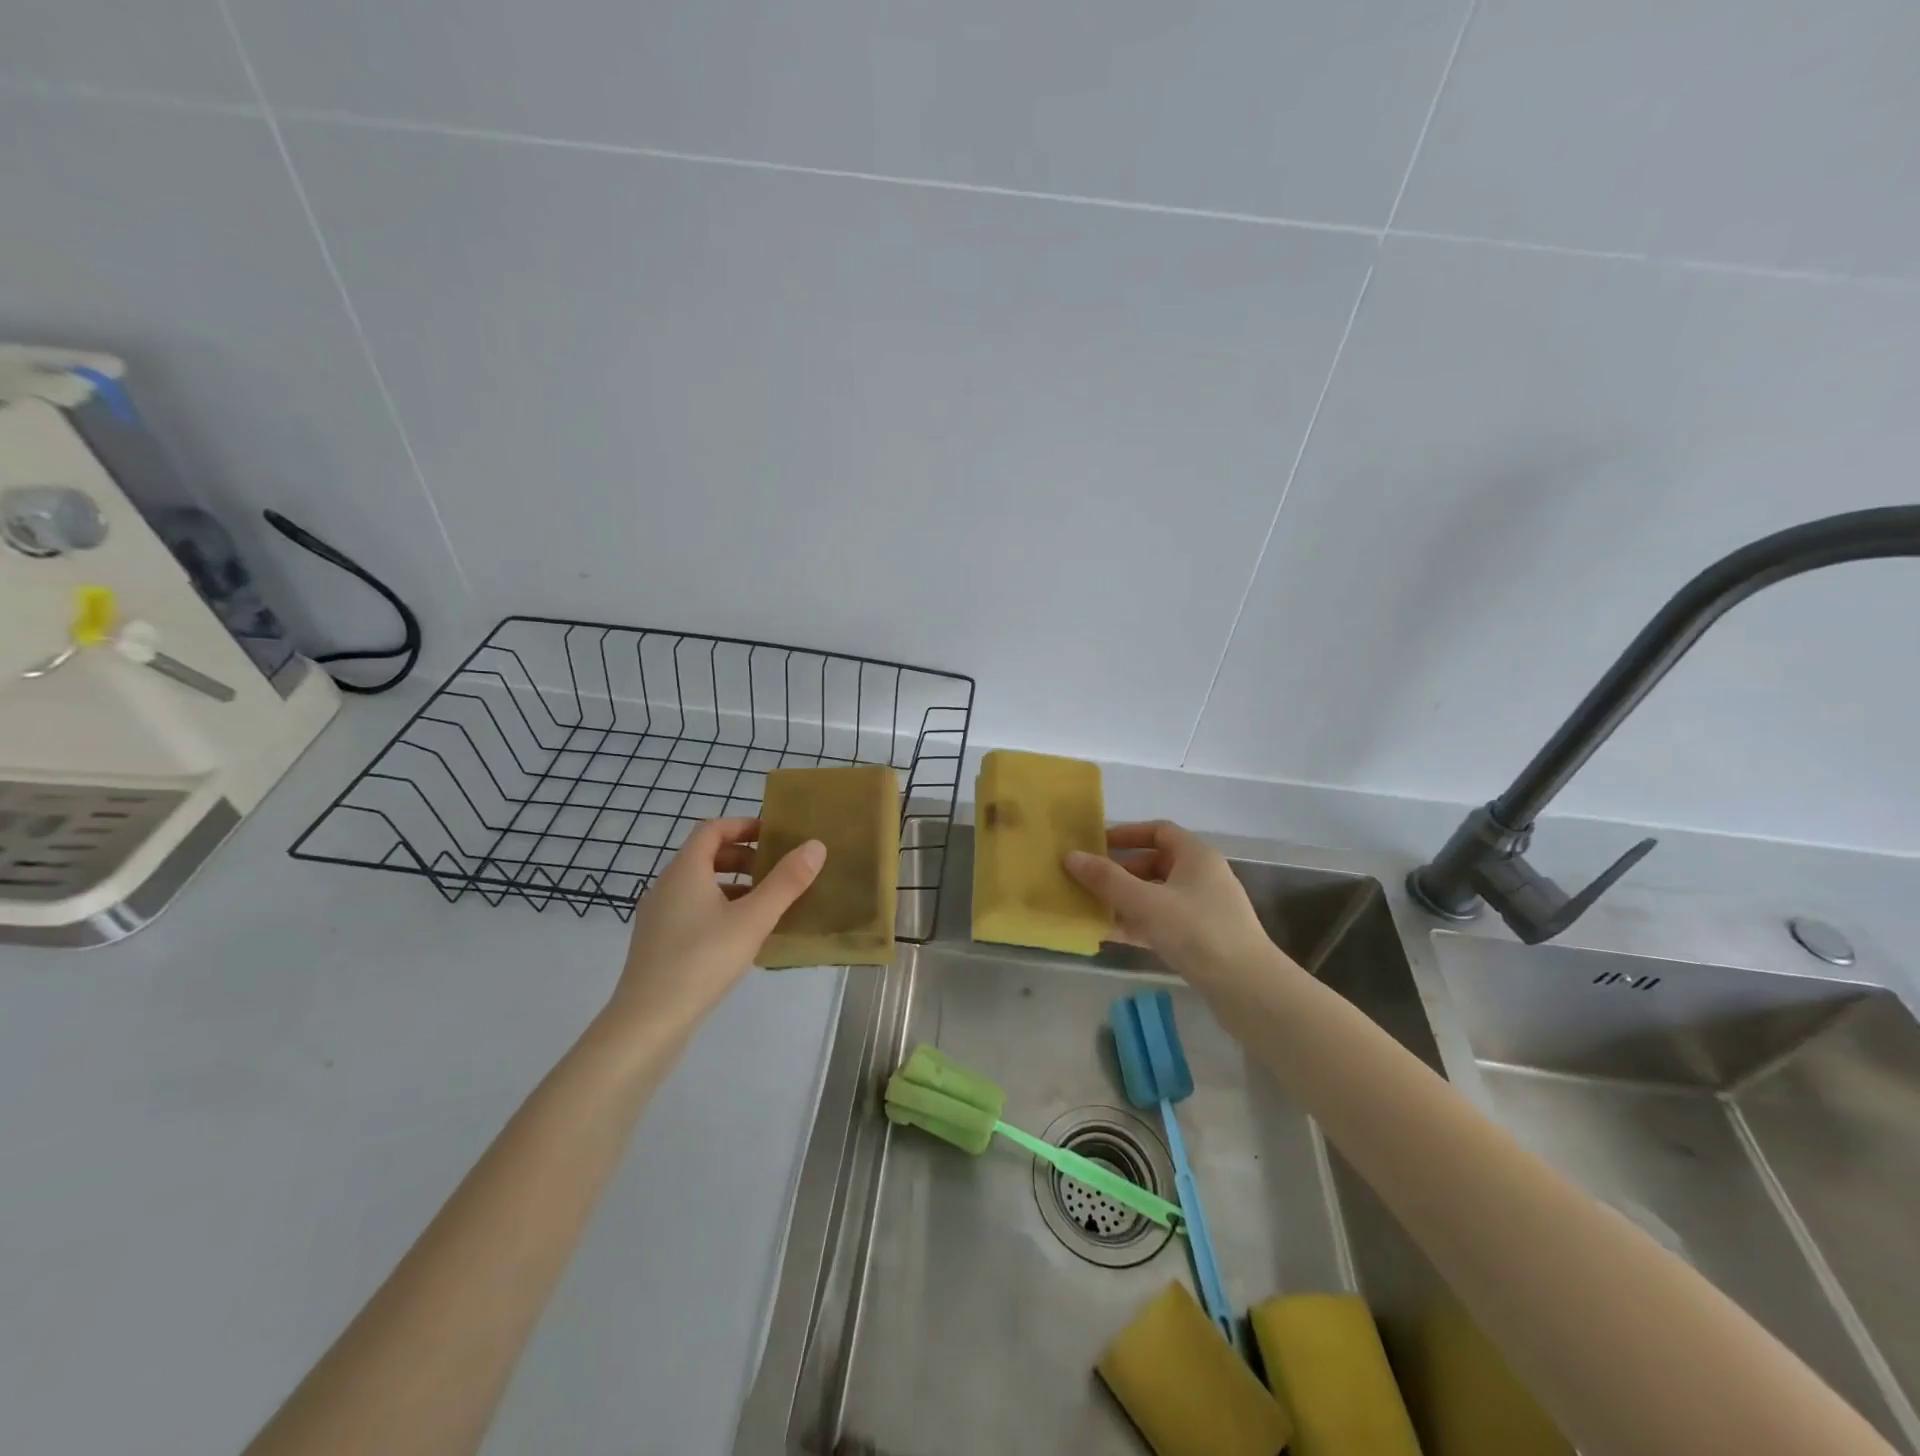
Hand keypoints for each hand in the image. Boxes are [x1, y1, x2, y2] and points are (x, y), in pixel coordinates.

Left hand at [605, 818, 825, 1034]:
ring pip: (700, 886)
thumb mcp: (753, 919)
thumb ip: (786, 882)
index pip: (712, 829)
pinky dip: (720, 909)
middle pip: (705, 855)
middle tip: (776, 870)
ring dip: (734, 885)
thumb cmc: (702, 960)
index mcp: (685, 871)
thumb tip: (815, 845)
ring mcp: (658, 917)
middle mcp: (666, 886)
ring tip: (767, 904)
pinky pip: (693, 910)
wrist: (648, 1023)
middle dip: (743, 857)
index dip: (744, 825)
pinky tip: (742, 936)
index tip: (775, 835)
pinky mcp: (659, 944)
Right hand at [1064, 821, 1279, 986]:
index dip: (1127, 834)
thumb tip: (1070, 856)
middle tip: (1088, 881)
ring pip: (1156, 896)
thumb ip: (1106, 879)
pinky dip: (1138, 924)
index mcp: (1196, 856)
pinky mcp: (1201, 939)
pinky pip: (1161, 922)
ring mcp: (1203, 910)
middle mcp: (1202, 877)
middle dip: (1120, 872)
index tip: (1097, 846)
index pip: (1159, 831)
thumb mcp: (1146, 902)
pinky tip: (1109, 935)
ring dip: (1125, 900)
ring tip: (1090, 908)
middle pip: (1154, 864)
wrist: (1247, 989)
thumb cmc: (1197, 931)